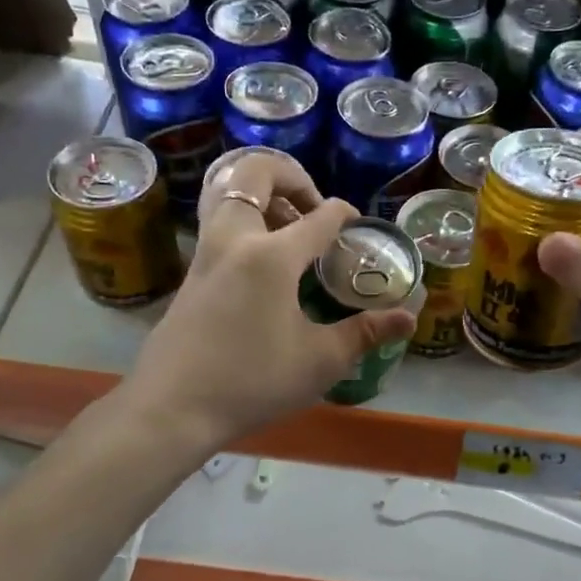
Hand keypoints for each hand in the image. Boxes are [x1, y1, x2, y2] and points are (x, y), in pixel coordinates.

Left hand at [122, 151, 416, 452]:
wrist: (172, 408)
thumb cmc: (252, 382)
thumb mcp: (319, 361)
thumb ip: (365, 332)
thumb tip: (408, 318)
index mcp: (271, 255)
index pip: (320, 216)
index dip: (346, 216)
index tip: (358, 229)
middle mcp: (234, 239)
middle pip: (256, 173)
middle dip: (292, 177)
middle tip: (313, 209)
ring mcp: (206, 252)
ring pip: (228, 192)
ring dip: (263, 196)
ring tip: (290, 231)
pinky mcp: (191, 272)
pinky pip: (219, 222)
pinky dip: (245, 221)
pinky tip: (265, 264)